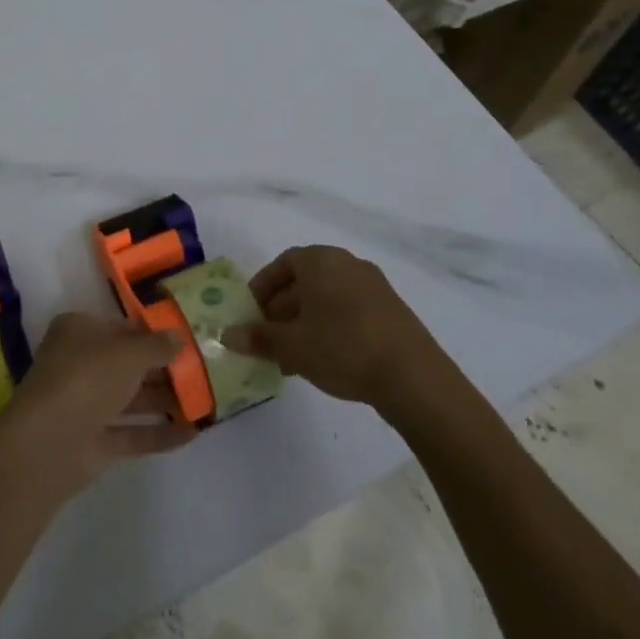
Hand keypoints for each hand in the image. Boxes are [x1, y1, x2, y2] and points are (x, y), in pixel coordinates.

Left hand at [0, 312, 195, 498]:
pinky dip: (159, 433)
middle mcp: (80, 364)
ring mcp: (86, 405)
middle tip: (204, 370)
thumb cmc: (86, 377)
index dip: (151, 332)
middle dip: (163, 368)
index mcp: (78, 331)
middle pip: (127, 364)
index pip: (120, 327)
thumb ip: (156, 345)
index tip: (185, 337)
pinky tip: (193, 433)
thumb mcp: (127, 352)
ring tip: (207, 400)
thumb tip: (179, 337)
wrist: (49, 443)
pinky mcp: (95, 443)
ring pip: (131, 399)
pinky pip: (133, 433)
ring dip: (165, 400)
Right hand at [224, 245, 447, 407]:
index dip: (263, 287)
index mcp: (321, 260)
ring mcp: (374, 287)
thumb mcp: (292, 346)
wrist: (413, 377)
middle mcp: (348, 264)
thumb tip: (226, 334)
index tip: (252, 313)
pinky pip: (349, 311)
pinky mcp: (392, 312)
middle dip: (282, 310)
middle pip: (305, 281)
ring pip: (327, 299)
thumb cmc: (342, 347)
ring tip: (292, 358)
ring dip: (305, 323)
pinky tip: (324, 361)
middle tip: (268, 339)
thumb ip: (258, 337)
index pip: (283, 263)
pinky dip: (331, 328)